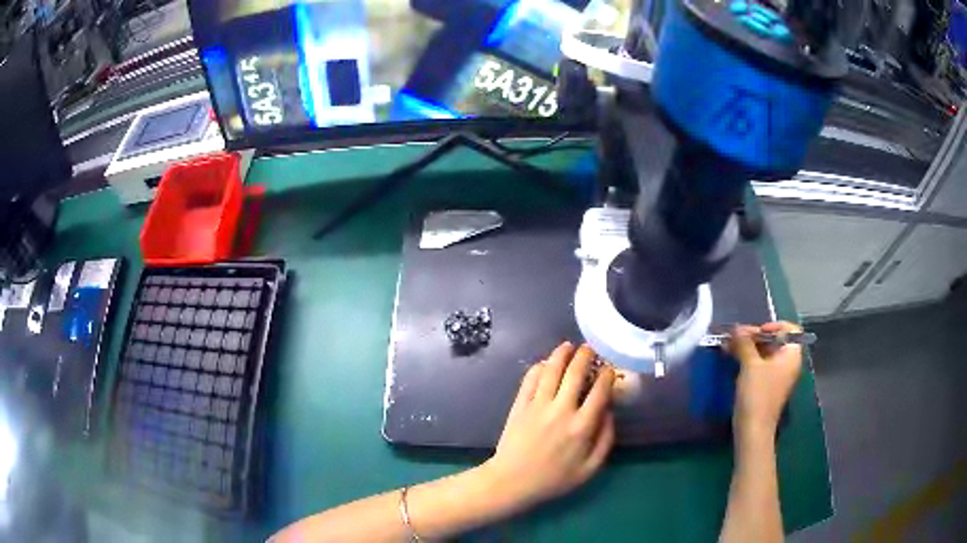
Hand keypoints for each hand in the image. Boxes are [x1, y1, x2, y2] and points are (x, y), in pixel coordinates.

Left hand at [482, 342, 615, 509]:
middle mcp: (561, 410)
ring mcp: (538, 405)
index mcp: (581, 427)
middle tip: (590, 348)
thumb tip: (610, 413)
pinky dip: (539, 367)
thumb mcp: (589, 469)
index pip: (600, 392)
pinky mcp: (520, 405)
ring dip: (561, 354)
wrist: (512, 481)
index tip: (609, 369)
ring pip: (551, 370)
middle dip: (585, 356)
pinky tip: (545, 363)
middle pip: (575, 373)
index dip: (607, 375)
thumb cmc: (554, 479)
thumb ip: (605, 440)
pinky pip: (530, 379)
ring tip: (568, 346)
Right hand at [728, 322, 803, 440]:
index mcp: (791, 356)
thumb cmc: (757, 394)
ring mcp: (777, 376)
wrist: (753, 430)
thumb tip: (736, 328)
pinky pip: (760, 366)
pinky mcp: (766, 386)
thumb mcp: (750, 365)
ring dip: (748, 348)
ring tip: (728, 346)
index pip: (789, 330)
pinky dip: (747, 360)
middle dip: (754, 336)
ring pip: (765, 353)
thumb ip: (745, 343)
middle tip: (734, 337)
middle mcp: (787, 364)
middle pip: (775, 341)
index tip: (756, 331)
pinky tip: (732, 358)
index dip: (774, 326)